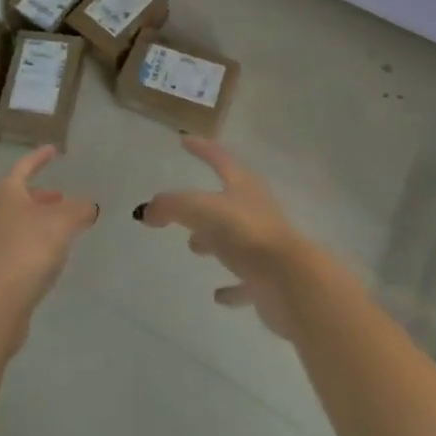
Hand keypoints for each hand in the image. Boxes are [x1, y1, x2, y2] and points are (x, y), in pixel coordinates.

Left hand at [0, 145, 98, 321]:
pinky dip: (33, 242)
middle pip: (19, 195)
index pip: (25, 166)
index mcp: (7, 191)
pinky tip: (49, 256)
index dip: (40, 157)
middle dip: (42, 195)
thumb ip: (79, 210)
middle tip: (62, 198)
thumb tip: (89, 205)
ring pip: (18, 221)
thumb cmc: (28, 249)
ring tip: (61, 228)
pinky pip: (16, 245)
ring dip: (38, 220)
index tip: (54, 150)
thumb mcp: (62, 223)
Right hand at [135, 137, 309, 339]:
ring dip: (214, 240)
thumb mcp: (200, 210)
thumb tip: (145, 211)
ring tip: (193, 246)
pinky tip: (218, 296)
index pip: (219, 158)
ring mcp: (263, 246)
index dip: (201, 148)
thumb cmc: (245, 233)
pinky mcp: (267, 280)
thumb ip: (171, 206)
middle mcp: (255, 210)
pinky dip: (231, 285)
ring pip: (234, 238)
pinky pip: (244, 280)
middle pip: (227, 200)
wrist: (290, 281)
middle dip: (204, 202)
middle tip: (183, 208)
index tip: (184, 140)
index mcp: (243, 186)